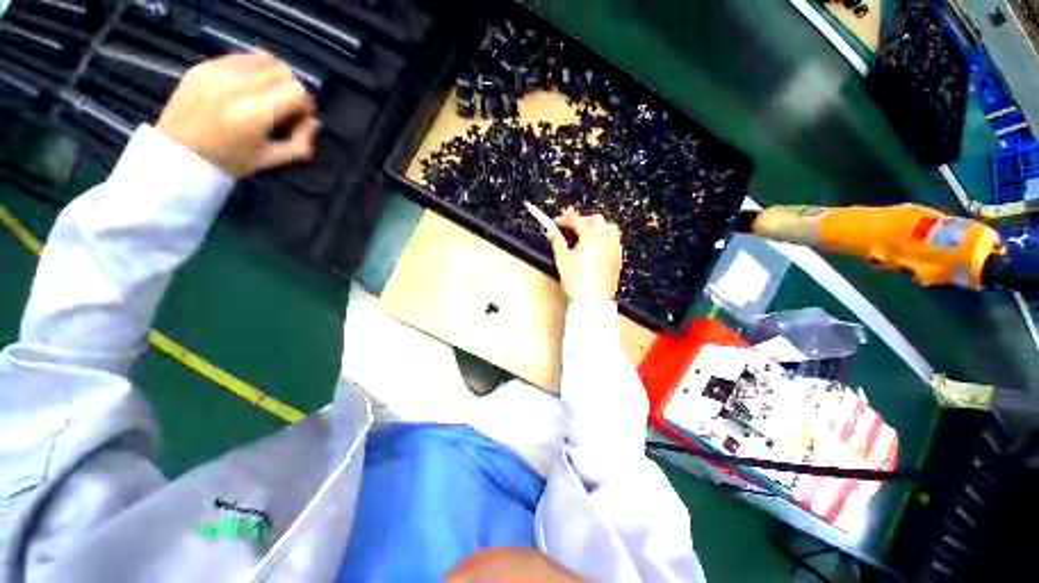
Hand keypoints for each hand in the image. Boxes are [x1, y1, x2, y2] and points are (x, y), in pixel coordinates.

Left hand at [156, 53, 318, 176]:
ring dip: (273, 75)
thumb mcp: (272, 160)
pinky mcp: (204, 66)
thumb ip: (301, 144)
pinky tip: (247, 86)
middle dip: (290, 87)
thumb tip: (315, 122)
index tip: (299, 117)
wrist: (177, 153)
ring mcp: (216, 72)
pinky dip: (252, 69)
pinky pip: (241, 57)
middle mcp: (236, 87)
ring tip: (266, 93)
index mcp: (254, 114)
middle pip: (282, 71)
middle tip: (284, 105)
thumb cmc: (229, 162)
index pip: (296, 91)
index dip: (305, 104)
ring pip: (263, 58)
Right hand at [546, 208, 622, 301]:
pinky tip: (598, 245)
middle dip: (582, 219)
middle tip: (570, 226)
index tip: (557, 222)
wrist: (592, 299)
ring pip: (609, 227)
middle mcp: (605, 239)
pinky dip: (606, 237)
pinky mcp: (617, 258)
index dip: (565, 219)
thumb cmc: (576, 281)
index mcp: (590, 236)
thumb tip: (551, 231)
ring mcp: (614, 248)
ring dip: (598, 226)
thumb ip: (557, 241)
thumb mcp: (562, 259)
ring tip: (586, 233)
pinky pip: (615, 240)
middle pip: (596, 219)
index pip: (577, 220)